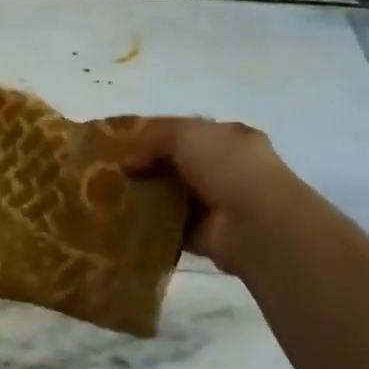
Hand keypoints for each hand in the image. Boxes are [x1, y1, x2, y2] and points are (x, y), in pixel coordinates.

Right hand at [125, 118, 291, 274]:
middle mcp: (228, 169)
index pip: (189, 132)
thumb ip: (154, 139)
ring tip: (113, 198)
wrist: (254, 222)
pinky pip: (171, 228)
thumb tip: (128, 162)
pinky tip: (126, 224)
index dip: (157, 137)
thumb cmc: (227, 166)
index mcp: (230, 138)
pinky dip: (152, 228)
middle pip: (179, 165)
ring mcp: (218, 204)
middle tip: (114, 174)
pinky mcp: (206, 235)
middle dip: (149, 169)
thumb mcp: (186, 135)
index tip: (125, 145)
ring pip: (174, 197)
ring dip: (149, 199)